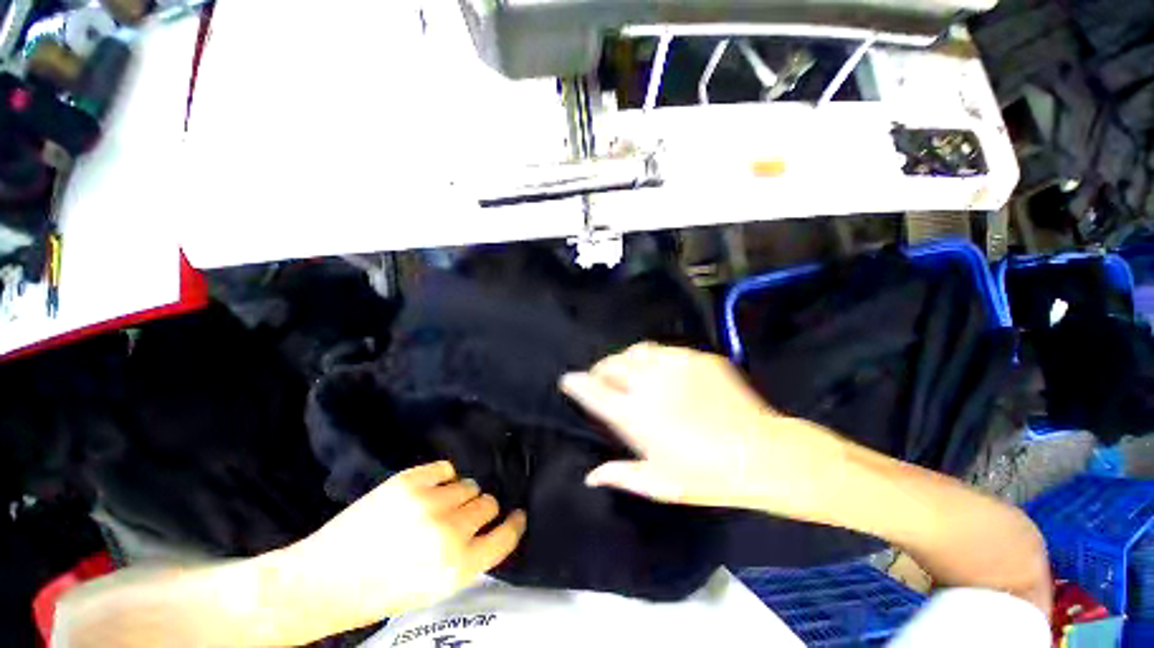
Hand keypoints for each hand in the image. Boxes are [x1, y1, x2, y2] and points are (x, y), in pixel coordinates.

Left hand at [280, 461, 525, 628]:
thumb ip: (468, 557)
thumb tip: (490, 525)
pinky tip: (429, 490)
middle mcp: (448, 533)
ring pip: (469, 485)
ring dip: (459, 496)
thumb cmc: (381, 591)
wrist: (323, 581)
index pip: (505, 537)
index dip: (514, 524)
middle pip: (488, 504)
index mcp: (456, 567)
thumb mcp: (434, 588)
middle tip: (460, 520)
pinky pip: (446, 468)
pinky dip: (443, 479)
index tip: (517, 515)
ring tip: (438, 508)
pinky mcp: (408, 482)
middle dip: (479, 512)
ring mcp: (428, 504)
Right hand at [561, 343, 847, 514]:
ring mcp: (675, 365)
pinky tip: (663, 371)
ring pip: (636, 350)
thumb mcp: (659, 483)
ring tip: (630, 371)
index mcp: (634, 413)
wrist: (761, 453)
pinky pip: (665, 350)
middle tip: (602, 379)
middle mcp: (649, 382)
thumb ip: (619, 474)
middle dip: (600, 370)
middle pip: (611, 364)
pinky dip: (654, 358)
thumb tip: (589, 476)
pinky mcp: (698, 357)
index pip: (592, 390)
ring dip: (626, 360)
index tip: (568, 380)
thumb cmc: (706, 475)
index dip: (575, 383)